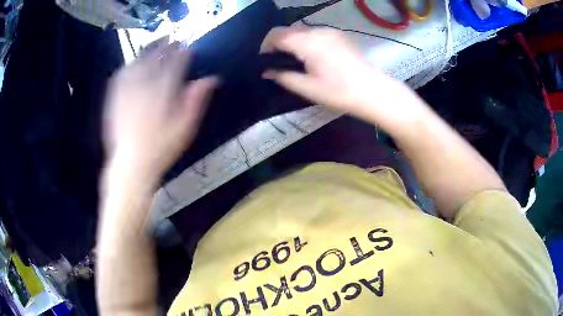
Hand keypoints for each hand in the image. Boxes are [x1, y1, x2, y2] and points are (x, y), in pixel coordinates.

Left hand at [104, 40, 217, 182]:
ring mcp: (128, 91)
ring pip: (138, 63)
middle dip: (165, 47)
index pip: (175, 65)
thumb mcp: (185, 127)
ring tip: (155, 44)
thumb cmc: (161, 148)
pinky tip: (132, 63)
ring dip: (147, 51)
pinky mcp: (115, 98)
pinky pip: (121, 75)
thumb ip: (196, 100)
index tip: (189, 47)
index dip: (183, 54)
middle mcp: (144, 86)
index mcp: (163, 92)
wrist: (131, 165)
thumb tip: (211, 79)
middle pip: (155, 59)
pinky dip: (129, 65)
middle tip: (173, 40)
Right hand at [261, 27, 421, 123]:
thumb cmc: (340, 92)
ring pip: (301, 31)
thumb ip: (283, 76)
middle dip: (278, 44)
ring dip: (292, 42)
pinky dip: (305, 42)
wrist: (373, 91)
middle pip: (288, 30)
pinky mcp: (338, 36)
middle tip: (277, 63)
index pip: (276, 34)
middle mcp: (317, 31)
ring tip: (294, 62)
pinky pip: (314, 34)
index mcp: (307, 42)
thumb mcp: (307, 88)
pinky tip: (311, 57)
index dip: (265, 46)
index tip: (264, 61)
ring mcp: (330, 32)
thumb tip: (266, 71)